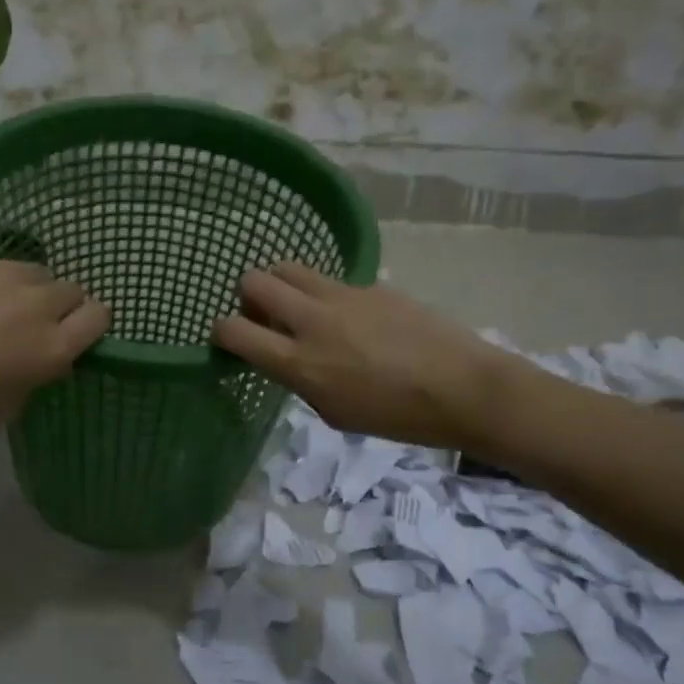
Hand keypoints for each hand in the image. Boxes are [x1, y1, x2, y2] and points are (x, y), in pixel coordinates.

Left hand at [0, 248, 109, 432]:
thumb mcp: (7, 403)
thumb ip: (40, 372)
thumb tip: (49, 355)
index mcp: (52, 346)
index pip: (100, 315)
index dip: (90, 322)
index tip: (75, 331)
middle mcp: (37, 303)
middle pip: (71, 289)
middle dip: (59, 306)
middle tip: (29, 323)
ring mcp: (3, 272)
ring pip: (35, 271)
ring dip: (26, 287)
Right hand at [212, 263, 523, 449]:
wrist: (462, 388)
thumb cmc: (397, 416)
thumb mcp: (335, 412)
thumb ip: (301, 380)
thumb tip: (288, 358)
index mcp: (299, 362)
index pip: (234, 330)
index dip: (221, 331)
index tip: (228, 338)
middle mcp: (312, 321)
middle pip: (254, 281)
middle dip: (247, 295)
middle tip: (263, 315)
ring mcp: (342, 296)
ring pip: (289, 268)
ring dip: (281, 284)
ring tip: (299, 307)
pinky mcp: (370, 285)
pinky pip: (331, 281)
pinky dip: (324, 294)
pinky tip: (351, 317)